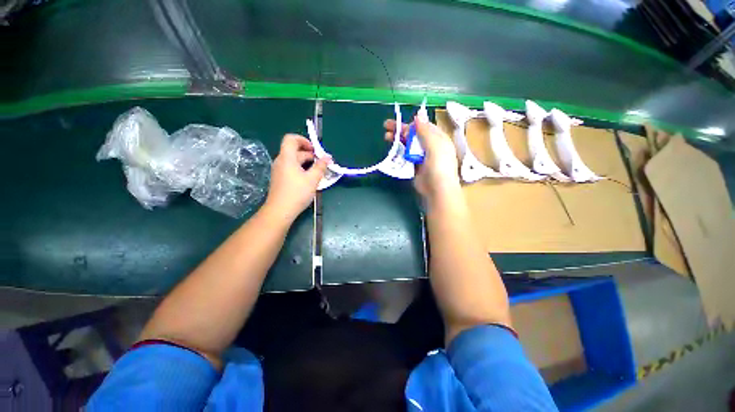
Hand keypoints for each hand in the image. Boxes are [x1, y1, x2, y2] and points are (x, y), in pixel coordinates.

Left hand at [264, 134, 329, 220]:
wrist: (280, 211)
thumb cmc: (297, 193)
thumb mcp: (313, 179)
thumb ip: (321, 166)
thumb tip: (327, 157)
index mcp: (287, 157)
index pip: (291, 139)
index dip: (303, 140)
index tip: (315, 150)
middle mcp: (281, 161)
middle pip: (294, 150)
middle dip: (309, 153)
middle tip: (321, 162)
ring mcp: (279, 170)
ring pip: (293, 160)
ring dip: (306, 162)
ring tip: (318, 171)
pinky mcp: (280, 179)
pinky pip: (291, 168)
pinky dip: (301, 169)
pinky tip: (309, 178)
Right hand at [384, 116, 460, 202]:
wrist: (437, 189)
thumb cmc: (439, 166)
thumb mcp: (435, 145)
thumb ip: (425, 131)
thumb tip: (419, 114)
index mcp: (439, 139)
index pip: (424, 127)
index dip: (412, 123)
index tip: (400, 122)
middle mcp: (430, 146)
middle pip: (414, 135)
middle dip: (401, 130)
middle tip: (387, 126)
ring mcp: (422, 157)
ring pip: (408, 145)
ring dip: (398, 140)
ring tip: (387, 137)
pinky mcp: (415, 166)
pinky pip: (406, 156)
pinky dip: (399, 152)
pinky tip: (392, 150)